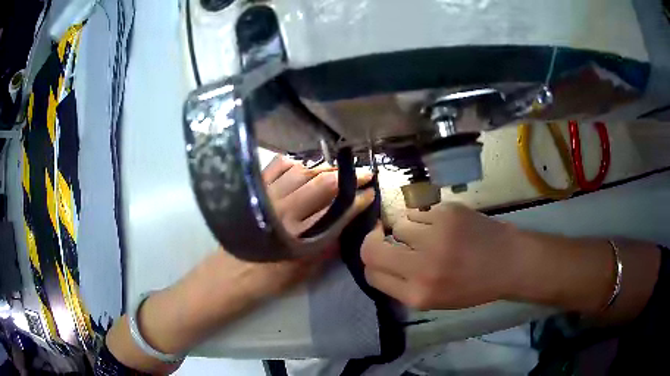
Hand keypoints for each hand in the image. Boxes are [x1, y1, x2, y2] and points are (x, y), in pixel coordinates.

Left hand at [106, 155, 376, 373]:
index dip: (356, 200)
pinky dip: (292, 163)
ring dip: (323, 168)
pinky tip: (303, 164)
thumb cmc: (263, 282)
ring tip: (339, 169)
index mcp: (297, 233)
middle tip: (366, 173)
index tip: (372, 192)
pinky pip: (274, 169)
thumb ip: (324, 249)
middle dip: (347, 177)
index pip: (334, 210)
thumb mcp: (300, 274)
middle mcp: (282, 210)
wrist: (224, 280)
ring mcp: (265, 198)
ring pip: (300, 172)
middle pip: (320, 185)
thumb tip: (344, 227)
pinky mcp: (253, 193)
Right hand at [362, 203, 517, 309]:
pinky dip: (425, 217)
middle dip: (373, 241)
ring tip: (429, 234)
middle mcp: (421, 267)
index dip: (372, 264)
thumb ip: (403, 286)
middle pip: (371, 249)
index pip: (372, 275)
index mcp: (418, 295)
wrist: (509, 262)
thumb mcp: (435, 300)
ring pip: (398, 225)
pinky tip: (443, 225)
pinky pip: (419, 211)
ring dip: (408, 230)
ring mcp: (435, 236)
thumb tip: (381, 262)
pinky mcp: (447, 212)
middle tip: (382, 236)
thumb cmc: (473, 287)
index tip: (381, 256)